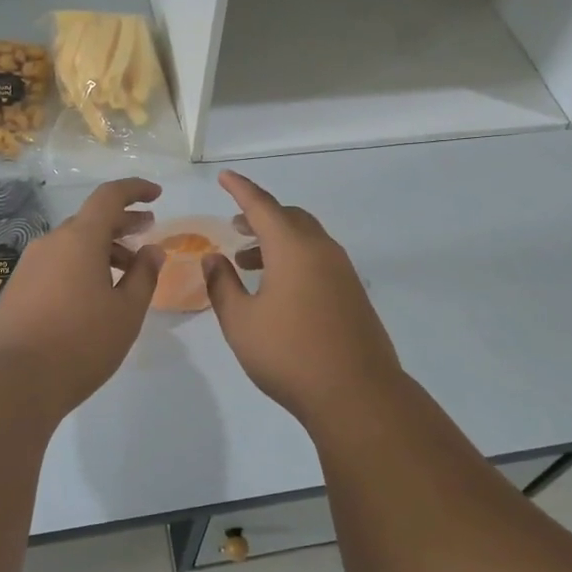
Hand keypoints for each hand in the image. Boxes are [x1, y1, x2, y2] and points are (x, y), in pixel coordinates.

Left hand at [0, 177, 164, 411]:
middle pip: (90, 221)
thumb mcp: (126, 312)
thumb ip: (144, 276)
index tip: (157, 195)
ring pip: (72, 245)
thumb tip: (152, 250)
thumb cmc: (80, 343)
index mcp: (80, 239)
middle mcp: (51, 243)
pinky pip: (56, 265)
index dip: (135, 190)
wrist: (10, 382)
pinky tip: (93, 296)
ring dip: (102, 250)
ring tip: (126, 274)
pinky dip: (81, 267)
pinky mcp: (16, 289)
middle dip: (122, 223)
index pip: (109, 197)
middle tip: (148, 232)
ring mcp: (29, 266)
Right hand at [203, 170, 403, 426]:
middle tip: (236, 228)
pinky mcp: (353, 293)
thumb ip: (222, 285)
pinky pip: (319, 259)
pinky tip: (278, 288)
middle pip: (289, 217)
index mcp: (293, 248)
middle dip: (260, 216)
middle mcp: (321, 250)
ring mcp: (342, 271)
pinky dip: (294, 258)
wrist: (357, 395)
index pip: (261, 205)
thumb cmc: (289, 354)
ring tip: (248, 262)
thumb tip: (213, 258)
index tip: (225, 177)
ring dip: (277, 240)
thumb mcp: (241, 322)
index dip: (240, 189)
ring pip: (306, 238)